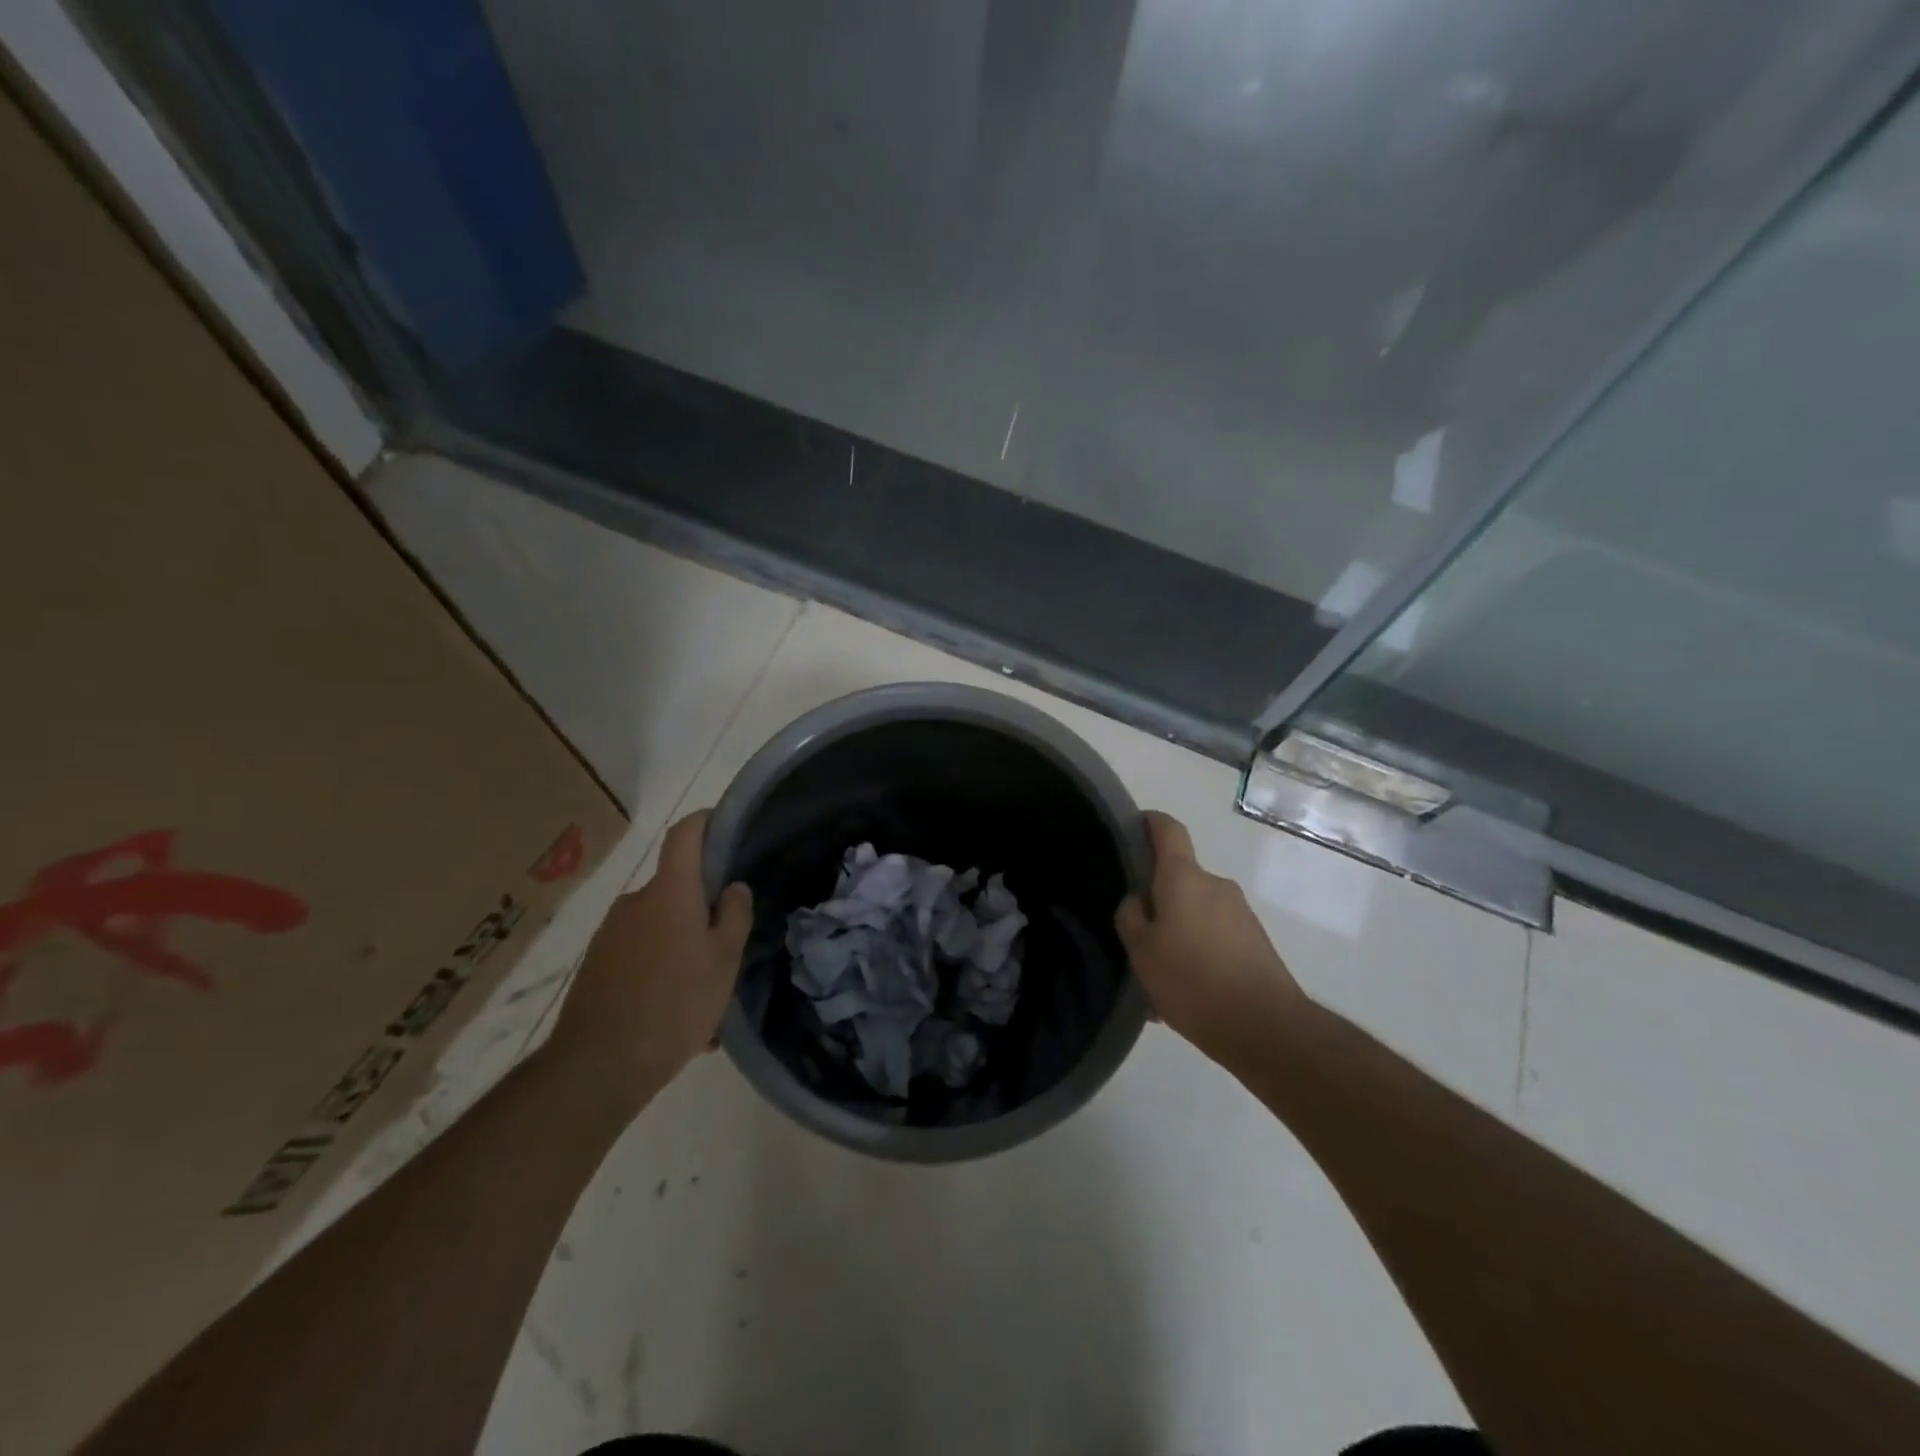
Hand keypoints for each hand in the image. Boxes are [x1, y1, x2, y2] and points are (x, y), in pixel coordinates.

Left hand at [548, 811, 752, 1110]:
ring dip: (684, 947)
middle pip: (676, 888)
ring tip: (705, 995)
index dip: (705, 820)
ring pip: (661, 926)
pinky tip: (678, 1015)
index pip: (684, 835)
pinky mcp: (598, 963)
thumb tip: (733, 888)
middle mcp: (636, 902)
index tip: (726, 824)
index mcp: (669, 893)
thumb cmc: (673, 1005)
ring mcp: (611, 933)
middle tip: (729, 945)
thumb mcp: (723, 962)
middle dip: (703, 909)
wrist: (596, 1067)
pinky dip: (663, 969)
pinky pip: (642, 953)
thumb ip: (733, 917)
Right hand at [1116, 811, 1308, 1063]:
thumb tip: (1139, 900)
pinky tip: (1187, 993)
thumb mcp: (1142, 952)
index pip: (1168, 830)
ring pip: (1197, 913)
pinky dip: (1199, 953)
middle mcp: (1216, 886)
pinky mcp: (1256, 942)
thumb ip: (1131, 917)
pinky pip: (1216, 937)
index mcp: (1184, 878)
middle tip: (1138, 933)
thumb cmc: (1192, 980)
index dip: (1150, 823)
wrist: (1265, 1027)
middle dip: (1159, 899)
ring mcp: (1241, 914)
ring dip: (1179, 932)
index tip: (1134, 827)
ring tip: (1161, 974)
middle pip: (1180, 879)